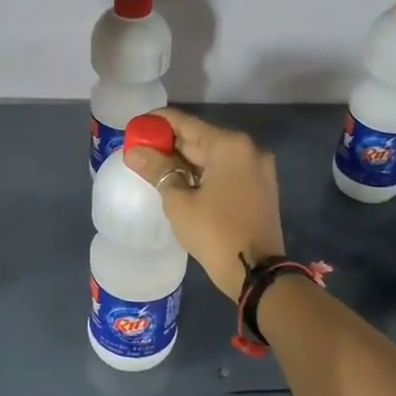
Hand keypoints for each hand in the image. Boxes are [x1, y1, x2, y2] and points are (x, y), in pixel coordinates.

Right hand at [125, 108, 284, 299]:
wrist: (256, 272)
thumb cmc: (214, 232)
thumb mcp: (179, 201)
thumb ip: (157, 170)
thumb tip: (134, 152)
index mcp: (229, 145)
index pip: (186, 123)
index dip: (158, 123)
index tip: (135, 127)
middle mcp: (248, 149)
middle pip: (202, 138)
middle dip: (170, 143)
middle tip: (140, 150)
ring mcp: (258, 169)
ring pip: (214, 156)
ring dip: (186, 160)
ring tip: (155, 167)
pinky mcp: (260, 188)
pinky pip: (226, 171)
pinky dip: (204, 173)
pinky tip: (181, 182)